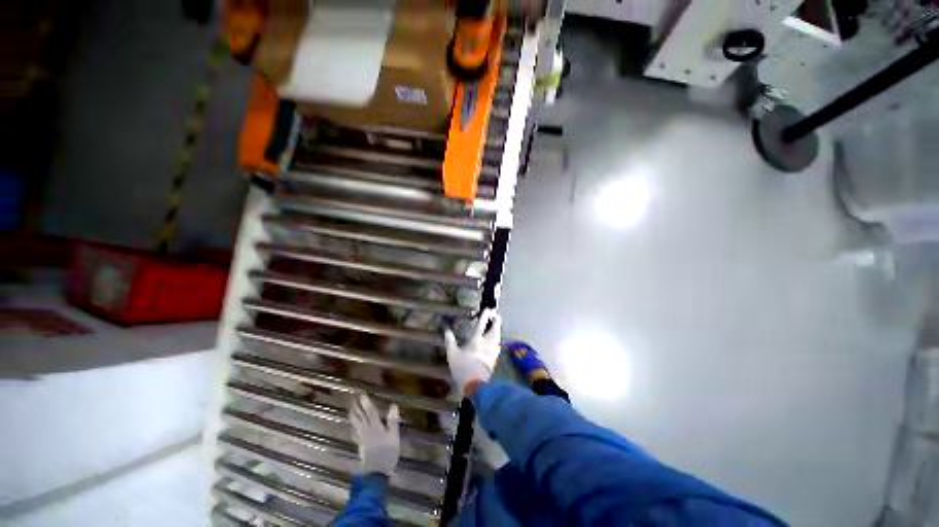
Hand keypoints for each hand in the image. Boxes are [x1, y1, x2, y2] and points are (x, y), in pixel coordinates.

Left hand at [349, 394, 399, 476]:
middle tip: (352, 399)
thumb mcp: (394, 436)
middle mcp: (367, 431)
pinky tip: (352, 428)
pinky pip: (355, 434)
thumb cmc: (388, 453)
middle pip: (360, 417)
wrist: (376, 473)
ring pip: (356, 424)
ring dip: (353, 416)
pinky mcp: (361, 446)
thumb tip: (393, 405)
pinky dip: (353, 428)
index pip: (370, 412)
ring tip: (350, 410)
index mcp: (375, 427)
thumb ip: (392, 421)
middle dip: (357, 408)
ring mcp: (362, 439)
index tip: (362, 394)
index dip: (366, 403)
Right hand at [444, 309, 501, 394]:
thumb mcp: (452, 355)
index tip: (488, 309)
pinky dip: (497, 341)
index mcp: (476, 340)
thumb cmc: (462, 369)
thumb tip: (447, 330)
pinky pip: (497, 346)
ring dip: (498, 331)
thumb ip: (450, 341)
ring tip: (497, 327)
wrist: (475, 385)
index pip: (481, 325)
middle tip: (497, 317)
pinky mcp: (494, 359)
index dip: (485, 316)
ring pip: (498, 338)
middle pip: (495, 330)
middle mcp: (487, 344)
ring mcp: (492, 352)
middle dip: (497, 322)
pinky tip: (496, 342)